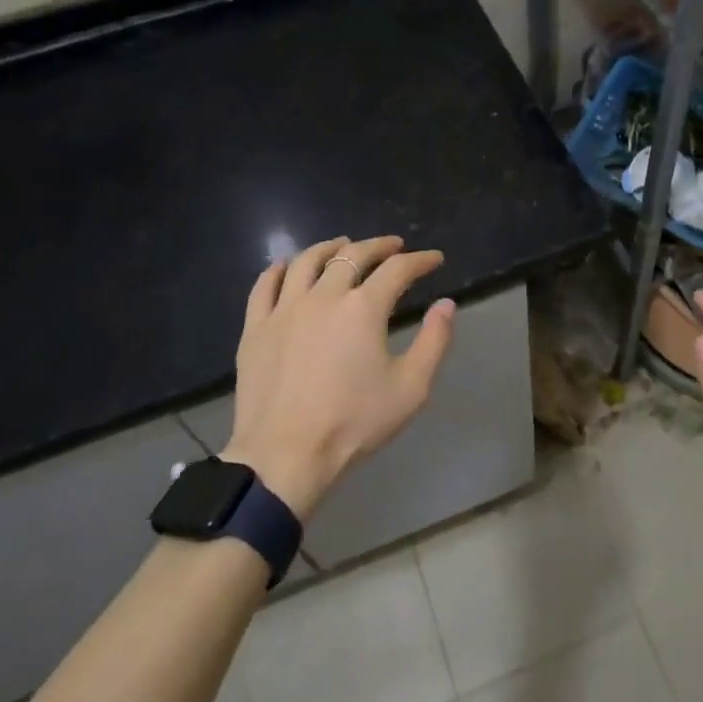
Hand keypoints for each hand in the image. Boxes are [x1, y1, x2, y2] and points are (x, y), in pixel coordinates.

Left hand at [221, 235, 454, 519]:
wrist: (285, 456)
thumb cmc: (353, 424)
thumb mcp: (410, 389)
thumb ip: (434, 342)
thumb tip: (446, 304)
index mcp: (363, 308)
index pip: (398, 269)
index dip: (420, 260)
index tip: (434, 259)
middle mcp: (324, 296)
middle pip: (353, 255)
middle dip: (379, 246)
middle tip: (394, 246)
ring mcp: (285, 309)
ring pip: (307, 261)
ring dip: (330, 247)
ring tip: (343, 245)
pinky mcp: (256, 327)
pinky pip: (265, 285)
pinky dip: (279, 269)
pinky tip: (287, 266)